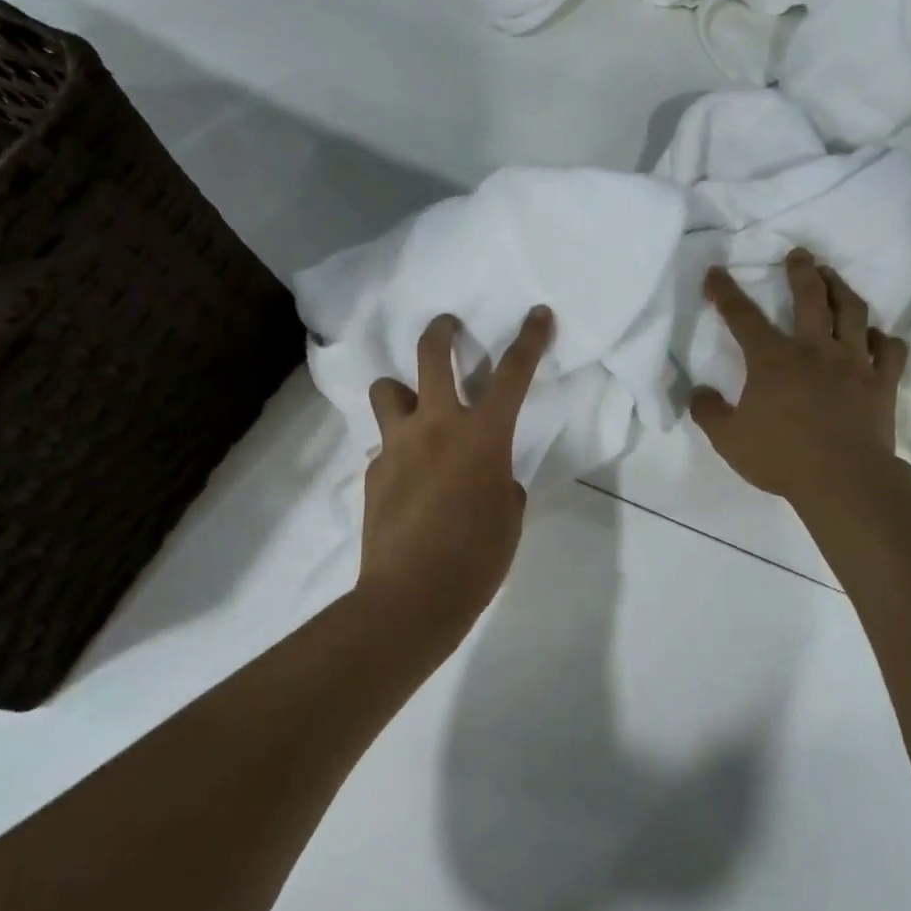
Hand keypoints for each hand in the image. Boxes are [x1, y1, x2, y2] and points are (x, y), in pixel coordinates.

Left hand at [357, 307, 553, 638]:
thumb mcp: (508, 517)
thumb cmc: (476, 558)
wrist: (411, 597)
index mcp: (482, 436)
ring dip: (403, 392)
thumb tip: (489, 477)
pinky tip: (407, 481)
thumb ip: (502, 483)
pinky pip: (385, 445)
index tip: (537, 313)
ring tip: (414, 410)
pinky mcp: (372, 471)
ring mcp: (397, 445)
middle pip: (431, 356)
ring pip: (387, 389)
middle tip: (447, 326)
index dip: (529, 339)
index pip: (512, 374)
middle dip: (441, 332)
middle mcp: (436, 426)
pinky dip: (399, 450)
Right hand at [692, 250, 910, 506]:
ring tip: (834, 276)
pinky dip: (882, 338)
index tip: (716, 272)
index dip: (725, 291)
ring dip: (842, 288)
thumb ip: (707, 412)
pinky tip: (875, 336)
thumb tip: (697, 392)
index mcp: (772, 359)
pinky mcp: (881, 382)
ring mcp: (853, 362)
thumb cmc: (781, 457)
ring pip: (852, 312)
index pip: (742, 316)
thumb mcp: (728, 440)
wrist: (845, 481)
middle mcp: (814, 349)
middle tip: (799, 254)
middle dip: (800, 271)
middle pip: (809, 297)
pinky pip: (889, 350)